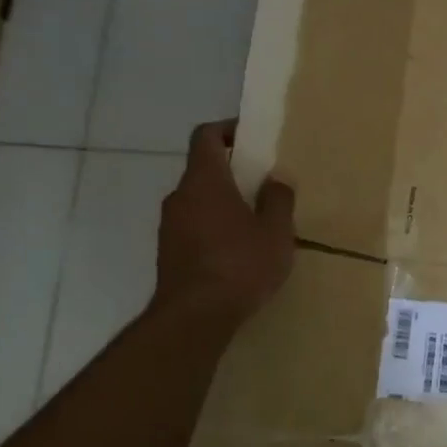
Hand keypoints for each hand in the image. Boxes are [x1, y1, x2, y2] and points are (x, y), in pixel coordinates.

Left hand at [151, 120, 294, 329]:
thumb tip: (276, 179)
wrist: (195, 317)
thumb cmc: (240, 265)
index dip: (226, 130)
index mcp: (205, 181)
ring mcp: (169, 226)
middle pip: (202, 170)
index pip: (205, 137)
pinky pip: (193, 226)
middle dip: (231, 172)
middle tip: (262, 184)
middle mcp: (180, 196)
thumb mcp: (275, 232)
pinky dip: (212, 227)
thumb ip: (278, 200)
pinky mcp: (168, 253)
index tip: (250, 138)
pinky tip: (236, 251)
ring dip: (222, 202)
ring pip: (198, 200)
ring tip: (254, 222)